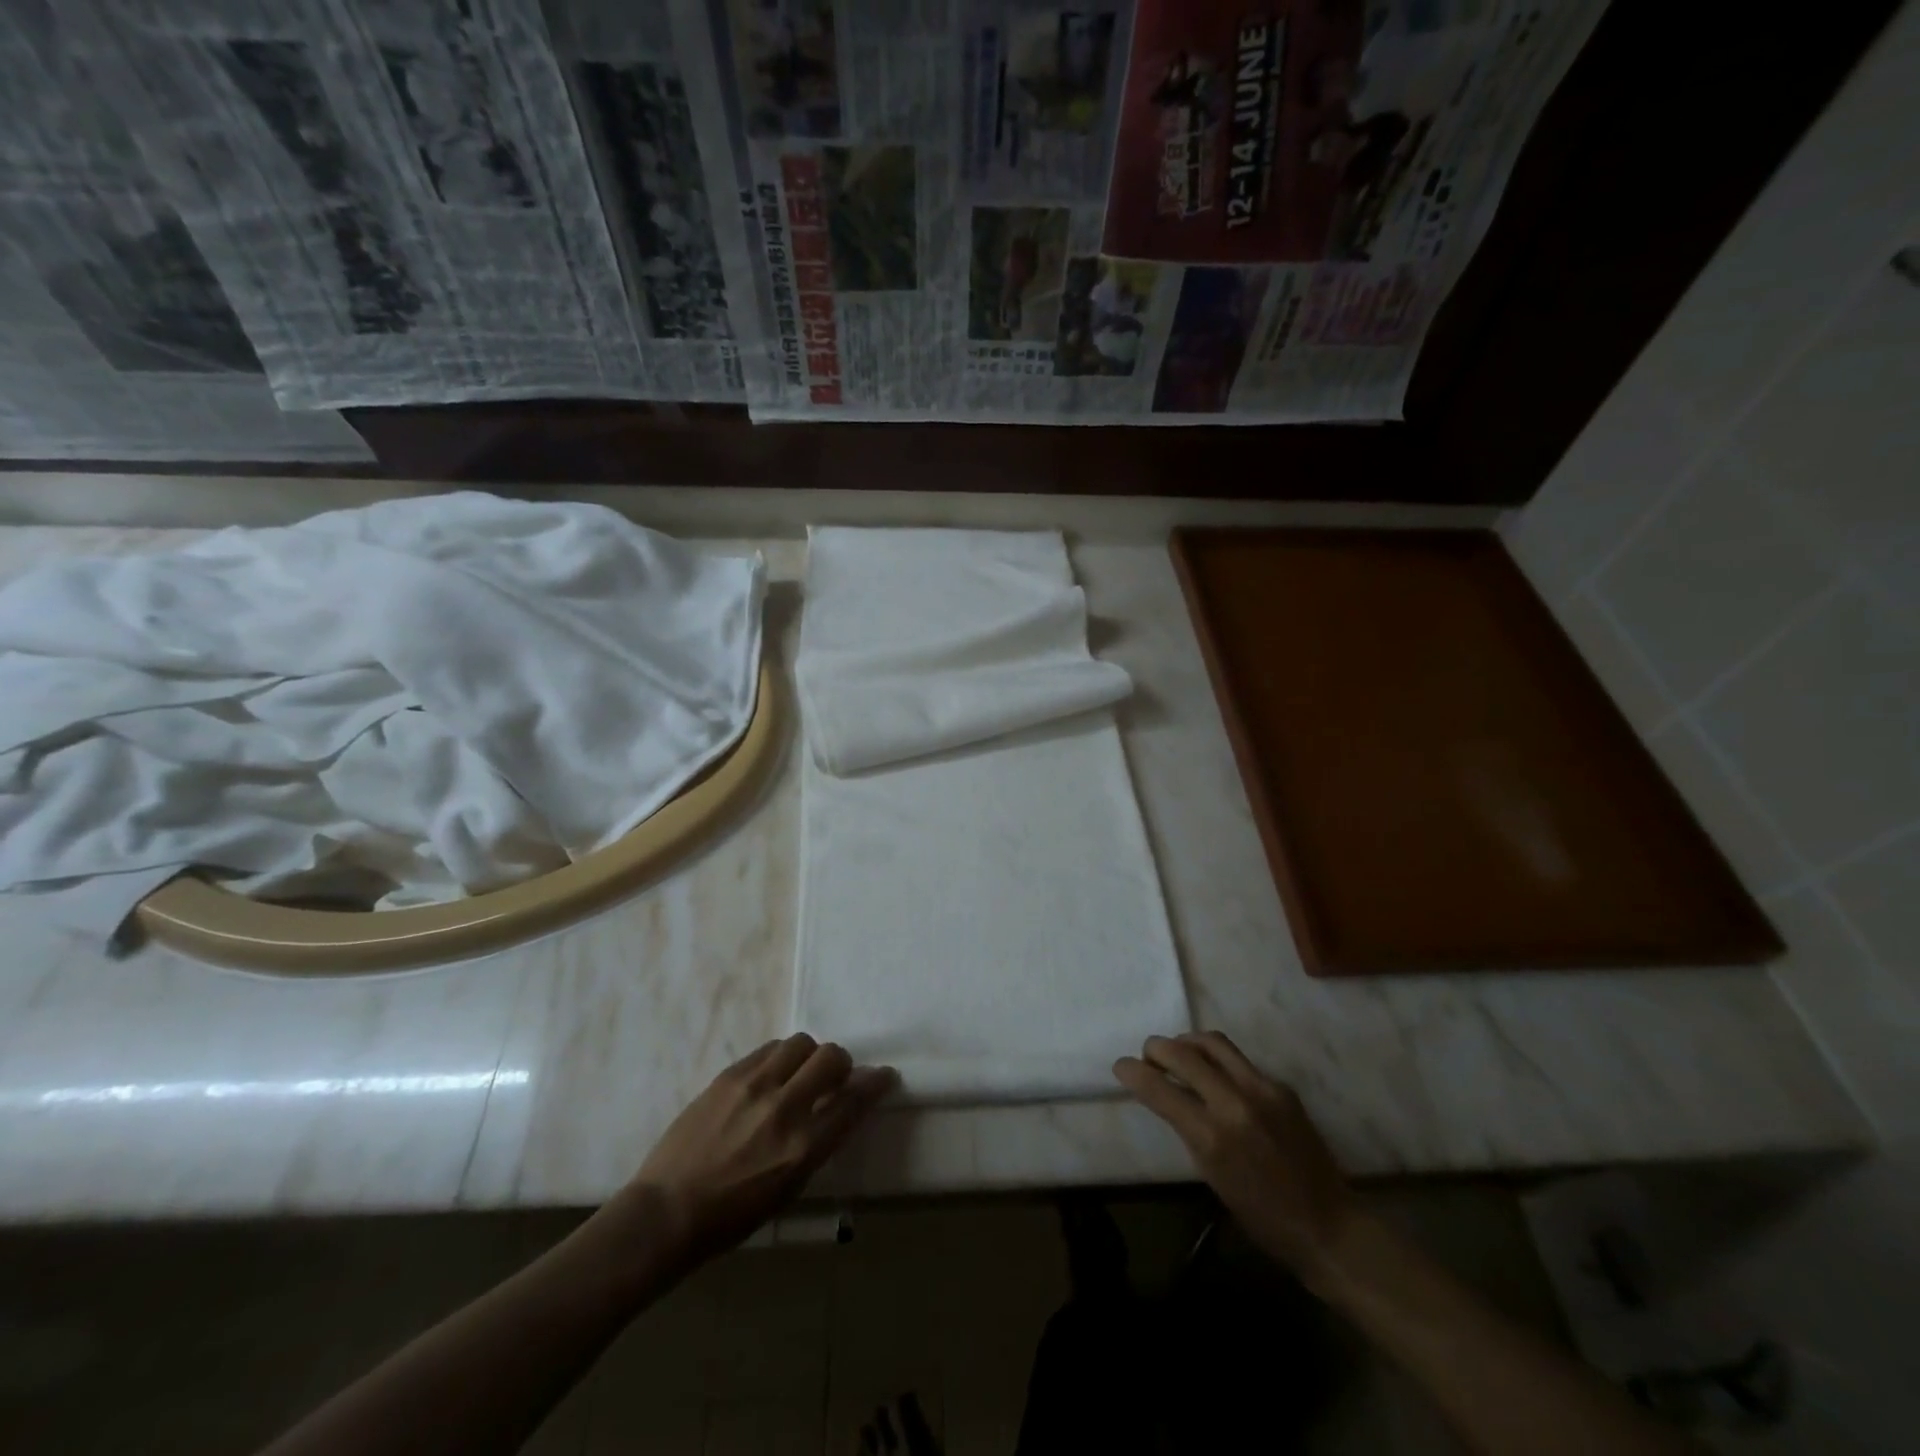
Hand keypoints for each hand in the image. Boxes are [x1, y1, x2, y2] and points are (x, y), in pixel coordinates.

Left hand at [626, 1034, 896, 1266]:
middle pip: (831, 1058)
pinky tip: (772, 1075)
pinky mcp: (728, 1076)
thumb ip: (818, 1144)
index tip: (884, 1076)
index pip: (853, 1101)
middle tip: (835, 1077)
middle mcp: (783, 1108)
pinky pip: (769, 1049)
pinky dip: (780, 1057)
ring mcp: (753, 1086)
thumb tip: (839, 1110)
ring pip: (801, 1043)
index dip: (875, 1084)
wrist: (666, 1212)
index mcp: (802, 1148)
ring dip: (809, 1056)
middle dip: (842, 1064)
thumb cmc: (731, 1218)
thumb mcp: (788, 1190)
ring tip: (800, 1074)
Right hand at [1114, 1031, 1356, 1282]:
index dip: (1132, 1072)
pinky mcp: (1281, 1087)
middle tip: (1147, 1055)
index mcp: (1212, 1136)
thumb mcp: (1211, 1175)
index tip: (1120, 1066)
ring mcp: (1263, 1090)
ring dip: (1187, 1043)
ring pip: (1213, 1043)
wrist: (1328, 1226)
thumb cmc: (1262, 1216)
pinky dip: (1219, 1062)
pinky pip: (1240, 1061)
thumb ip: (1189, 1129)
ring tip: (1179, 1053)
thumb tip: (1169, 1097)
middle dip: (1157, 1048)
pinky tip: (1218, 1077)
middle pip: (1183, 1053)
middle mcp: (1235, 1103)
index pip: (1159, 1089)